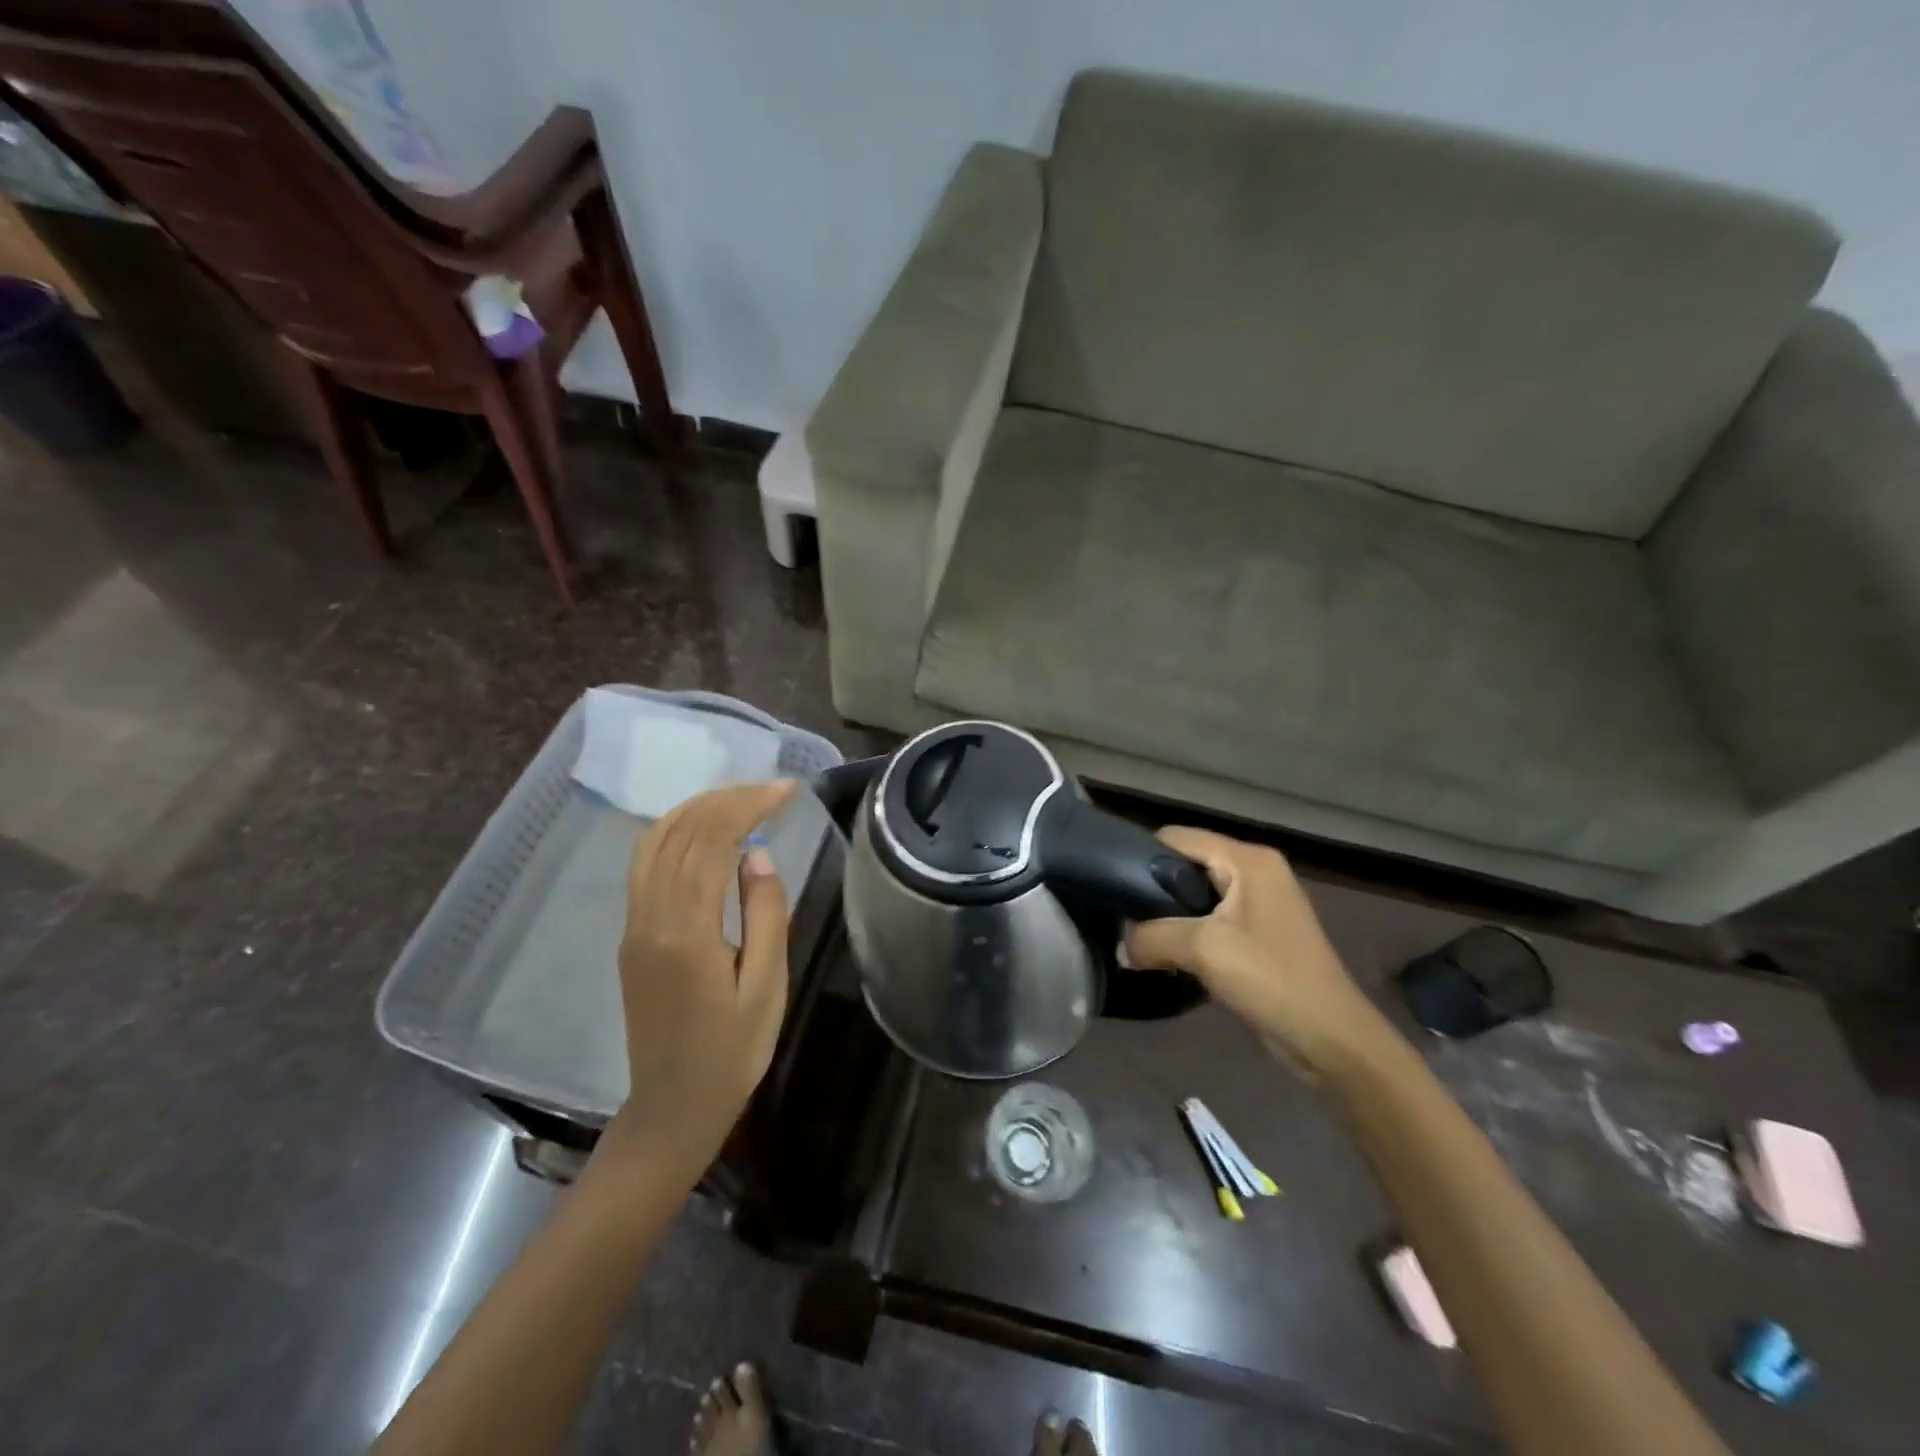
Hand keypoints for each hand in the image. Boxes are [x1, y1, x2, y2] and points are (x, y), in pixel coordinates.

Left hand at [604, 780, 797, 1169]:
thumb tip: (757, 855)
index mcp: (685, 932)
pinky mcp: (630, 936)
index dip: (749, 806)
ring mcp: (633, 926)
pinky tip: (703, 832)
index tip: (787, 790)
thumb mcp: (766, 988)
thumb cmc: (732, 1054)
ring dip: (697, 810)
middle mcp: (649, 918)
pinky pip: (646, 866)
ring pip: (655, 843)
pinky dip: (675, 834)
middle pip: (680, 833)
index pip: (712, 842)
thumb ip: (765, 915)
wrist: (672, 1109)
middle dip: (725, 799)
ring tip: (740, 799)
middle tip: (770, 789)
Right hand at [1126, 827, 1382, 1072]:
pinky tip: (1166, 954)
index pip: (1179, 837)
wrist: (1332, 1040)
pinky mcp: (1259, 934)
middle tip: (1120, 915)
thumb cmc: (1272, 980)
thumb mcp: (1203, 949)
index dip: (1141, 854)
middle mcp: (1255, 871)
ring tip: (1136, 936)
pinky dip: (1187, 933)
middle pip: (1187, 863)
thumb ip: (1152, 937)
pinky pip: (1210, 919)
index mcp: (1248, 860)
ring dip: (1168, 915)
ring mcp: (1259, 903)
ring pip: (1196, 894)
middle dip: (1153, 888)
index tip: (1111, 883)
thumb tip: (1121, 945)